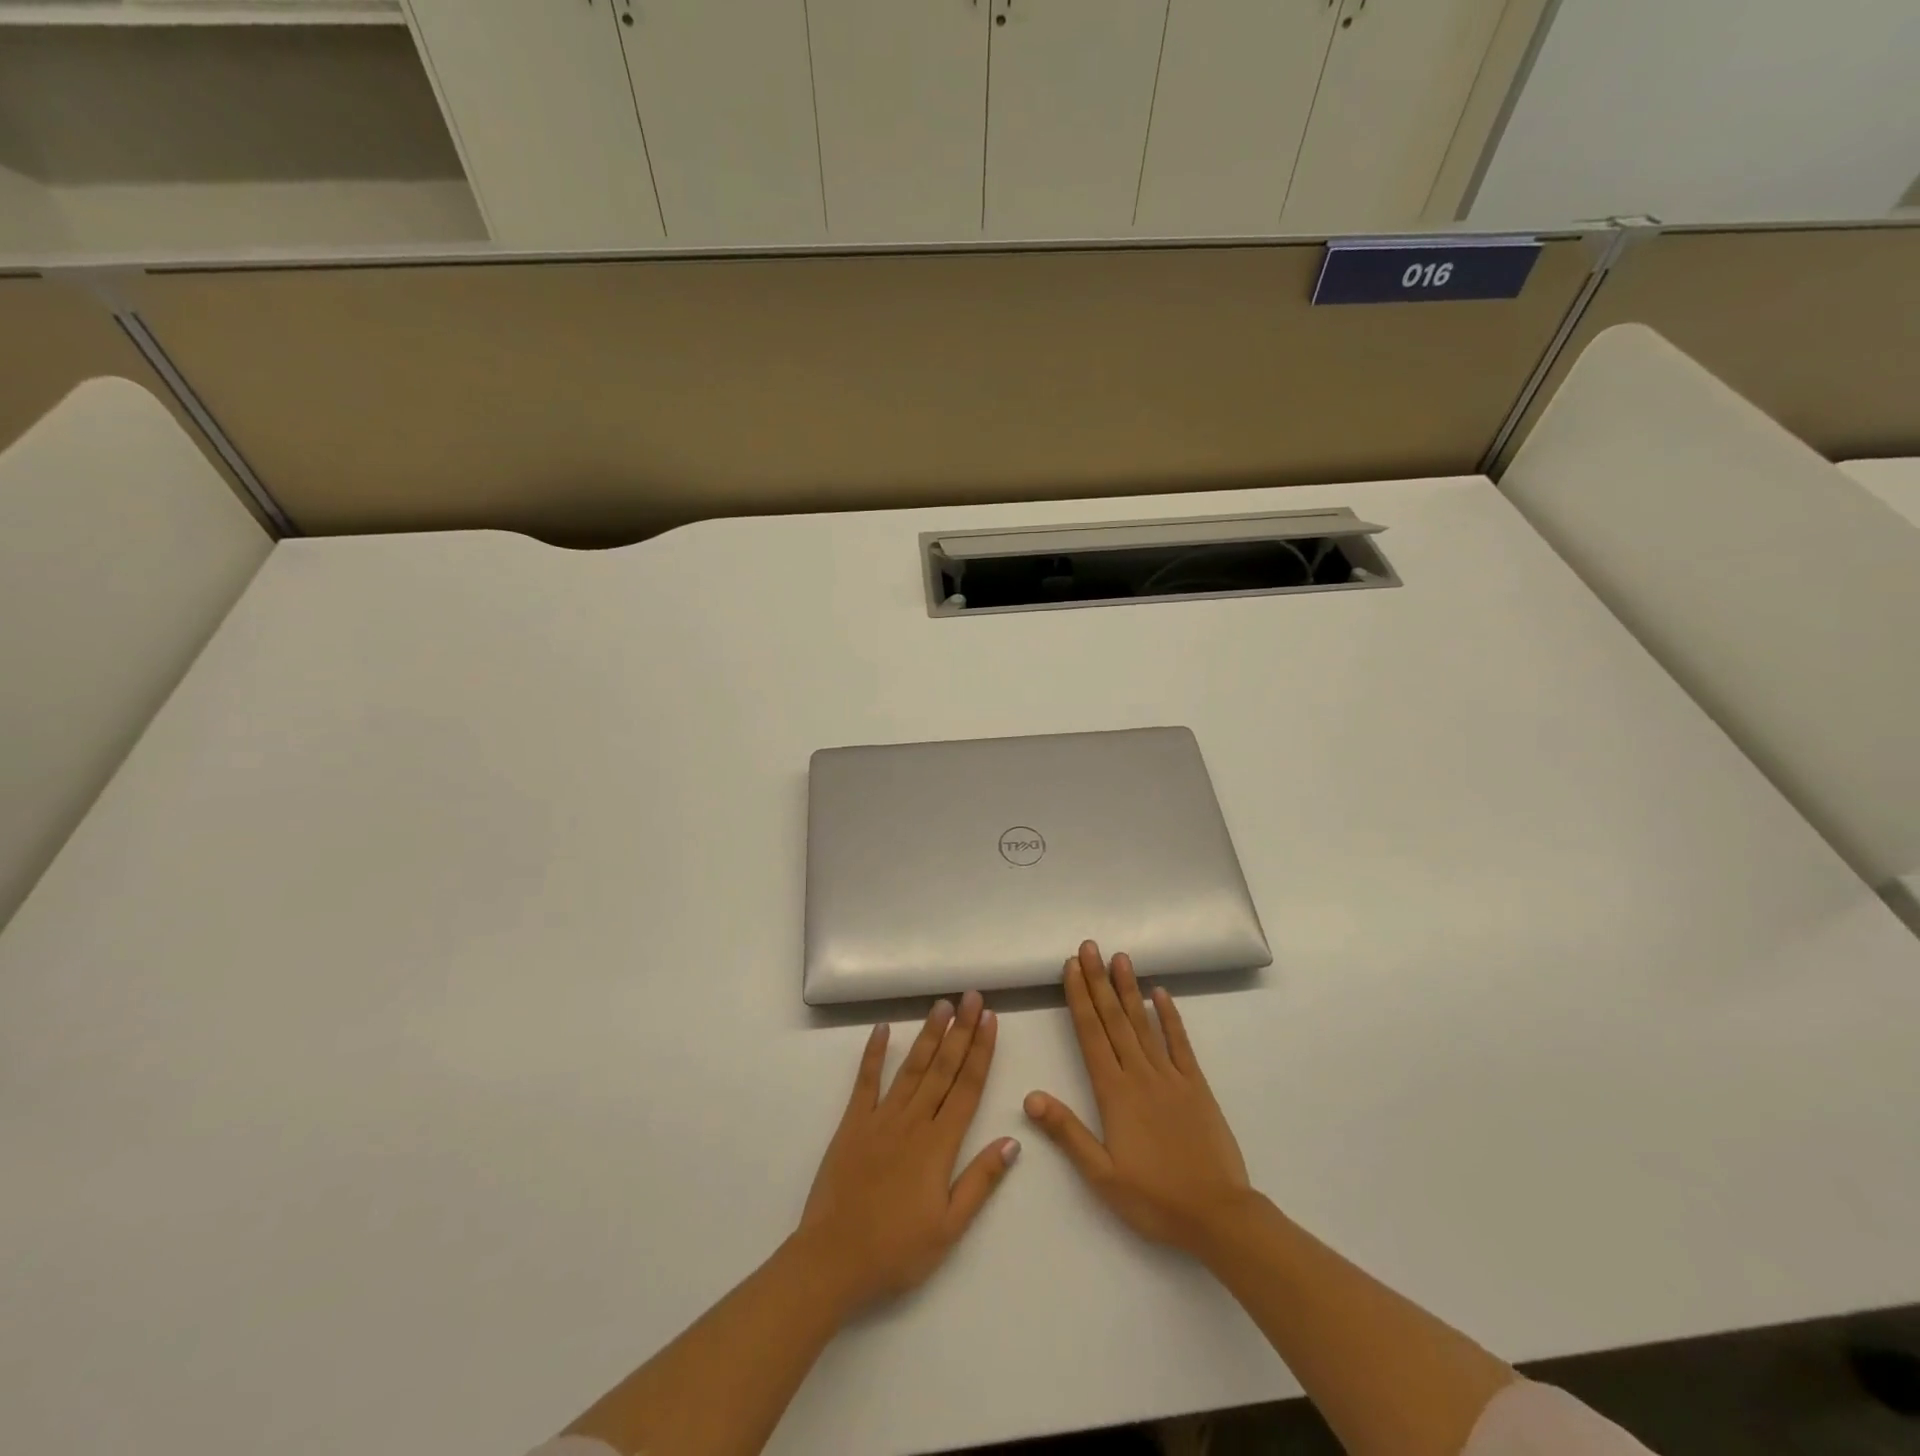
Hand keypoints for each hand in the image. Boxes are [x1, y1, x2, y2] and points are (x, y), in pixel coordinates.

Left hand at [795, 991, 1019, 1316]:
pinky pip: (865, 1081)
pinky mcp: (852, 1123)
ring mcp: (880, 1118)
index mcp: (939, 1145)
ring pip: (911, 1067)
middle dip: (960, 1030)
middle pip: (943, 1068)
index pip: (968, 1087)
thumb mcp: (950, 1228)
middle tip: (972, 996)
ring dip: (928, 1034)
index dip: (981, 1051)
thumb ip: (981, 1181)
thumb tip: (1012, 1141)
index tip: (990, 1019)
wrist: (833, 1259)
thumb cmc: (896, 1250)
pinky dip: (873, 1053)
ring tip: (942, 1004)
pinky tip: (883, 1029)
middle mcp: (913, 1121)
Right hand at [1025, 941, 1251, 1255]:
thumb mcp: (1102, 1175)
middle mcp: (1140, 1074)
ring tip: (1120, 957)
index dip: (1079, 997)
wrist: (1218, 1215)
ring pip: (1145, 1023)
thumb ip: (1067, 1132)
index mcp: (1114, 1092)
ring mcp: (1171, 1076)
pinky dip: (1170, 1016)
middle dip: (1099, 980)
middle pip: (1114, 1019)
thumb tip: (1030, 1096)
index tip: (1071, 966)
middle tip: (1090, 946)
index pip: (1091, 1034)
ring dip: (1130, 988)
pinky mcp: (1196, 1085)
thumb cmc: (1155, 1199)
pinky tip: (1162, 994)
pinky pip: (1180, 1043)